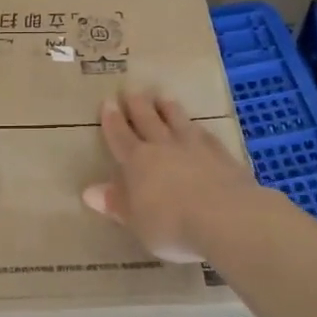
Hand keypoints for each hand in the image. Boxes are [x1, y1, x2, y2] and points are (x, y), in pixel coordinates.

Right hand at [83, 90, 258, 262]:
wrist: (227, 218)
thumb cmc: (172, 226)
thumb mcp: (137, 222)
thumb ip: (116, 204)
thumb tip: (89, 191)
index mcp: (137, 162)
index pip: (120, 136)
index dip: (112, 120)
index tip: (108, 102)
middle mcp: (163, 147)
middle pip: (148, 120)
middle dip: (137, 105)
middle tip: (131, 90)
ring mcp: (195, 147)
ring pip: (178, 120)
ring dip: (168, 108)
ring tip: (163, 96)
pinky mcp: (221, 155)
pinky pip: (205, 135)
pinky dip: (198, 128)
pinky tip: (199, 127)